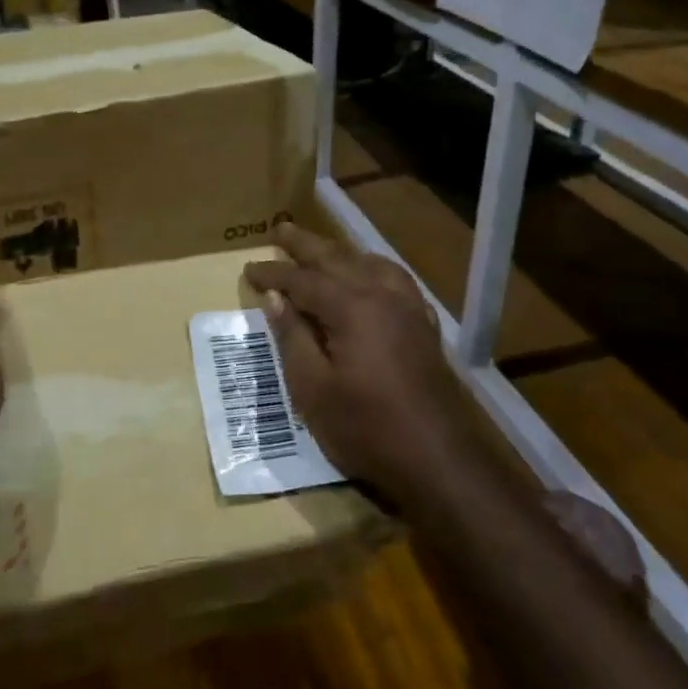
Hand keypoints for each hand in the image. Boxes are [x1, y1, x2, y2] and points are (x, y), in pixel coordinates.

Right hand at [242, 223, 479, 512]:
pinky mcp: (424, 327)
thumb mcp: (313, 389)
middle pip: (338, 259)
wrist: (438, 459)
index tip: (249, 269)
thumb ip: (293, 338)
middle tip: (281, 229)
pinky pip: (396, 280)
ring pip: (371, 264)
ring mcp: (409, 309)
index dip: (274, 274)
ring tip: (322, 249)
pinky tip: (370, 278)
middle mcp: (382, 296)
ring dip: (342, 253)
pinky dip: (373, 269)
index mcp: (351, 307)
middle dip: (306, 245)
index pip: (303, 280)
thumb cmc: (366, 427)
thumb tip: (276, 299)